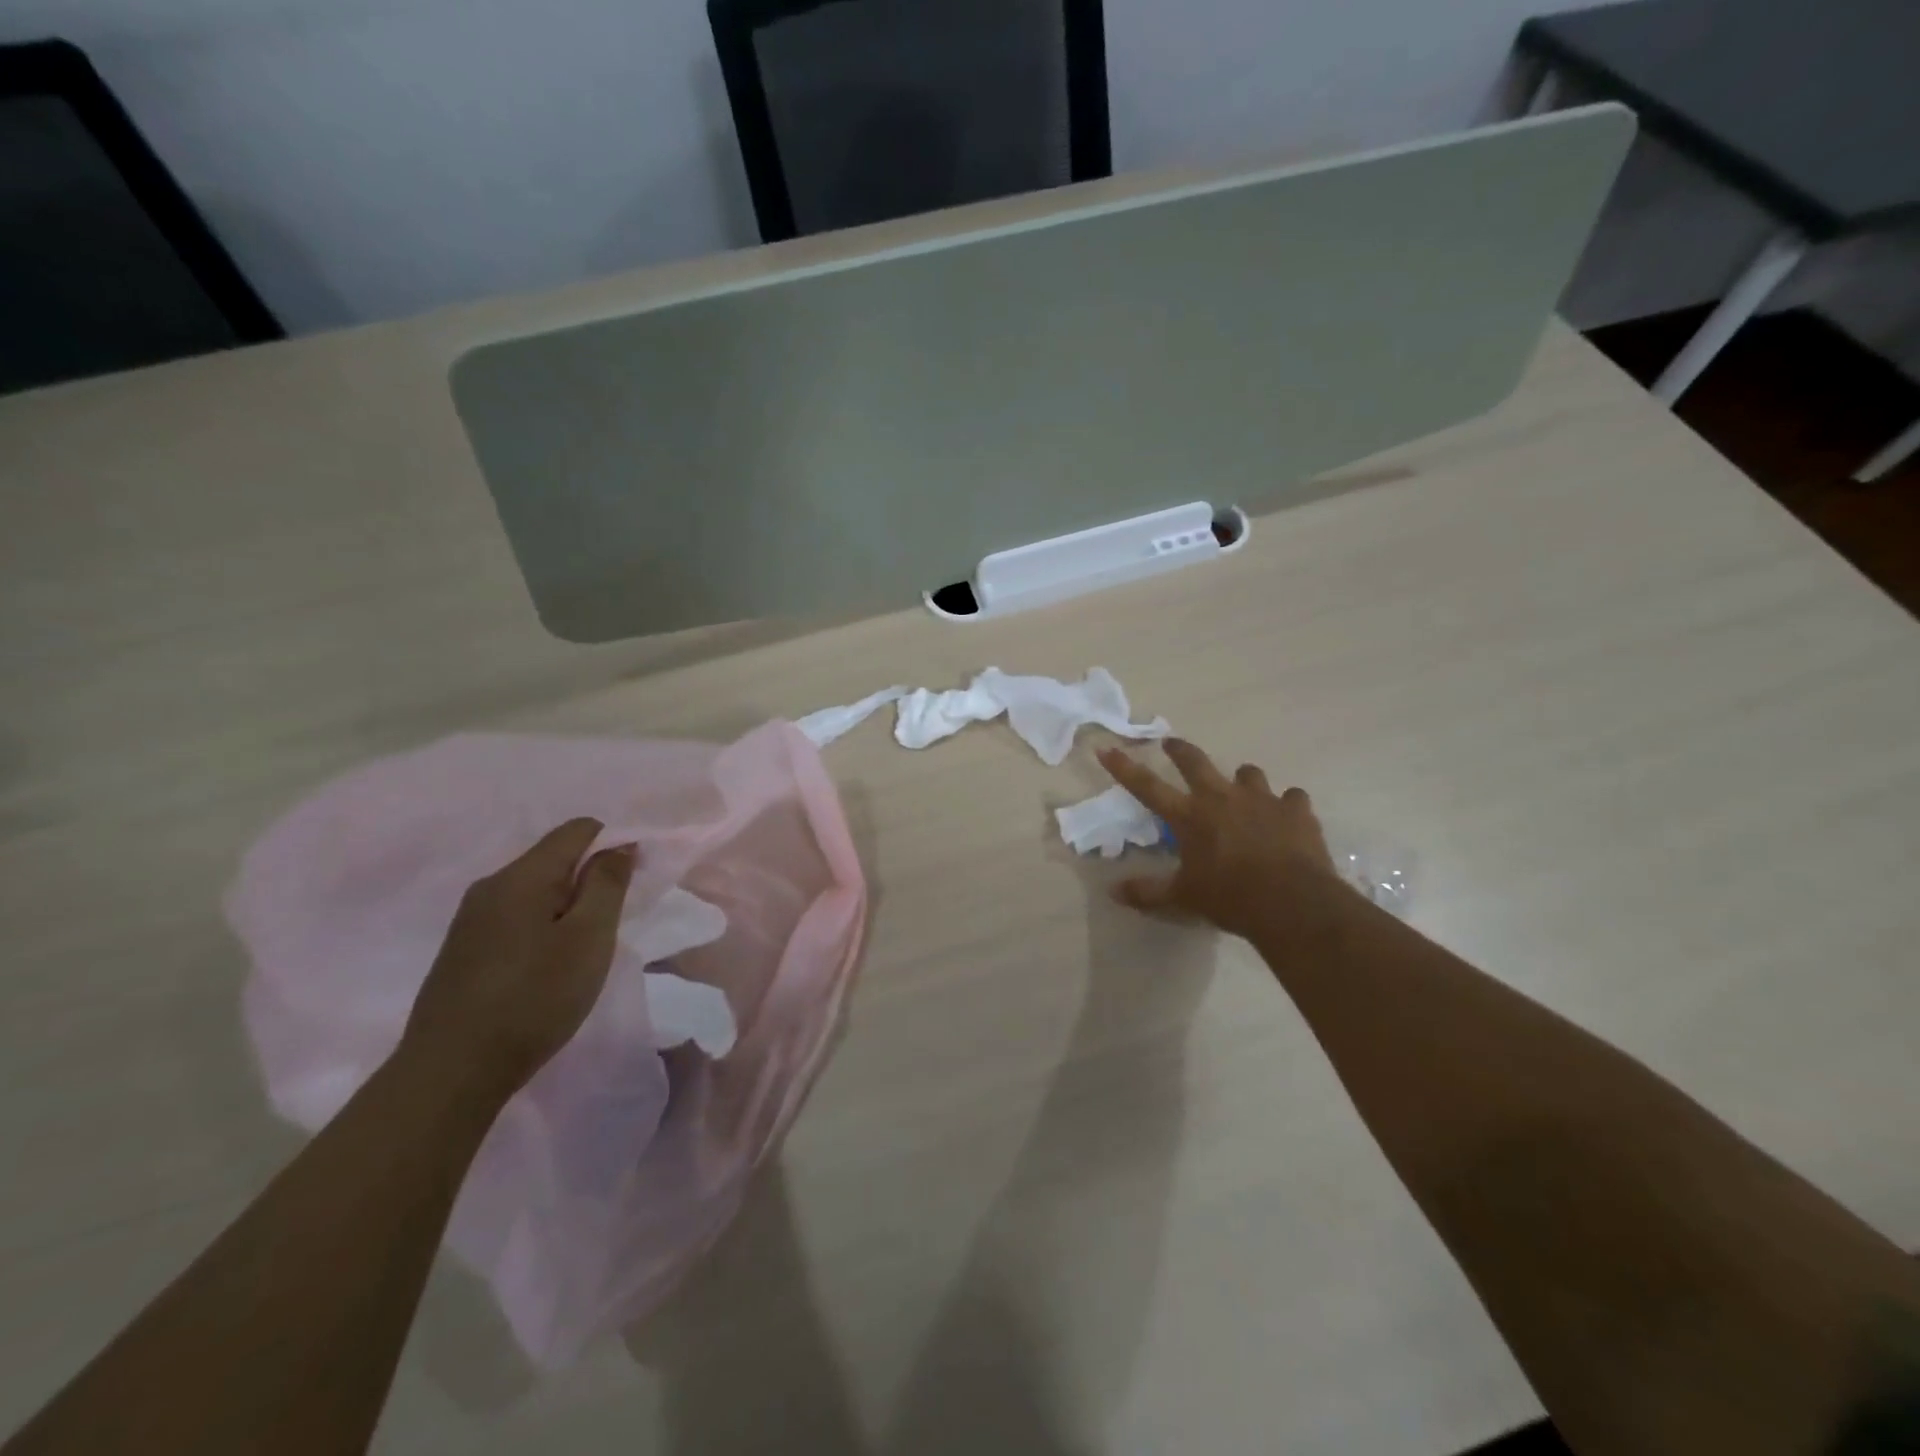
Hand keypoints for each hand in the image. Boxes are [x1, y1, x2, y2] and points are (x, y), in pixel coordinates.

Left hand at [400, 819, 636, 1102]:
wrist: (450, 1073)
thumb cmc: (534, 998)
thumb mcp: (589, 937)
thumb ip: (607, 884)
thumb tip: (620, 844)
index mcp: (522, 876)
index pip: (579, 829)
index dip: (615, 845)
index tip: (631, 886)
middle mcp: (491, 886)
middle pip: (556, 858)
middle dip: (591, 880)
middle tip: (609, 927)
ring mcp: (471, 919)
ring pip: (536, 890)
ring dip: (568, 907)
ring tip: (581, 952)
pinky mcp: (463, 950)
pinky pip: (516, 917)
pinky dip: (543, 928)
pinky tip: (546, 969)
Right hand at [1097, 739, 1340, 939]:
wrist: (1292, 902)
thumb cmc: (1230, 898)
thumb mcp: (1183, 899)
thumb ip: (1147, 892)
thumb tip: (1113, 891)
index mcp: (1189, 816)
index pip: (1147, 786)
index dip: (1124, 767)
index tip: (1107, 749)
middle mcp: (1221, 798)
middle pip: (1195, 762)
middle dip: (1180, 750)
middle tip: (1171, 743)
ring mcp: (1261, 799)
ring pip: (1247, 773)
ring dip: (1241, 779)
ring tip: (1242, 788)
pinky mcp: (1295, 809)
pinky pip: (1291, 797)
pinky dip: (1286, 805)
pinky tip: (1287, 816)